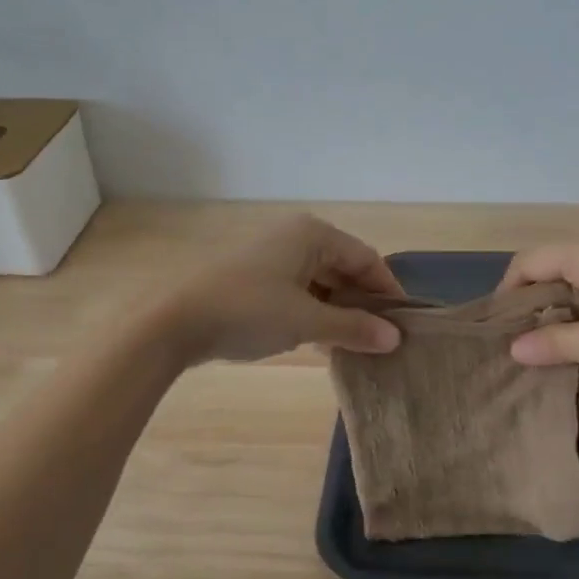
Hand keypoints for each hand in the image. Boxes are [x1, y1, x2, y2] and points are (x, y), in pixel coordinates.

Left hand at [161, 215, 405, 363]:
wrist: (174, 322)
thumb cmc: (248, 311)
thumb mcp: (306, 322)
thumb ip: (353, 328)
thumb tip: (395, 339)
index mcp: (313, 234)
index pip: (367, 259)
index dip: (388, 291)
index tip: (404, 324)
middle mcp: (295, 236)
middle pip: (345, 268)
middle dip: (363, 303)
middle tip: (383, 338)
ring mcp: (273, 255)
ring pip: (322, 281)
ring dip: (340, 310)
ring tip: (357, 344)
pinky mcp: (256, 275)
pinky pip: (300, 289)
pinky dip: (315, 311)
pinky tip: (323, 339)